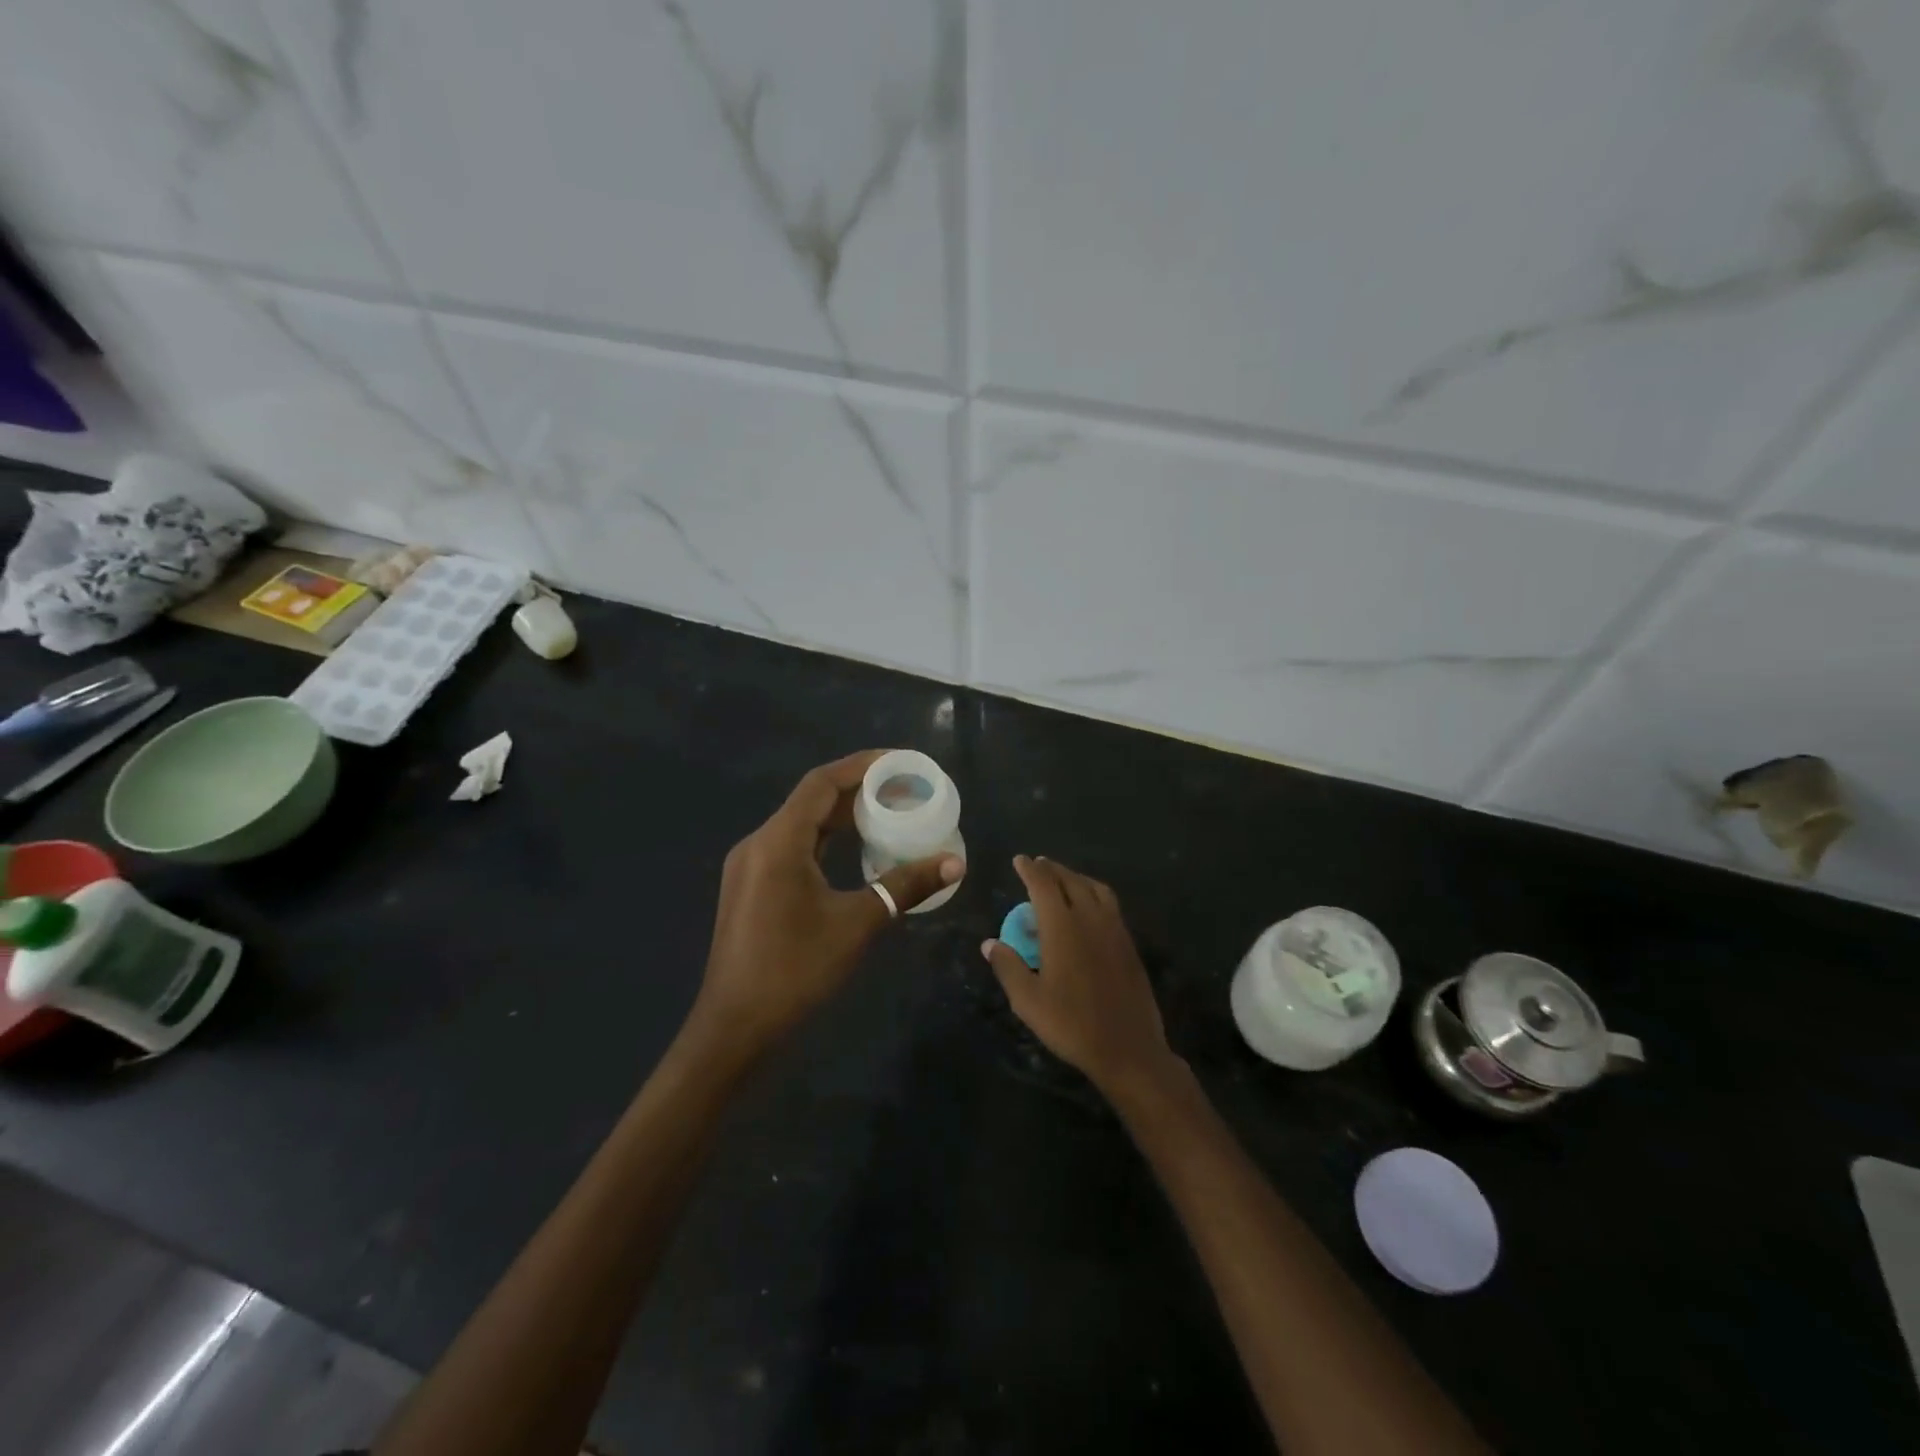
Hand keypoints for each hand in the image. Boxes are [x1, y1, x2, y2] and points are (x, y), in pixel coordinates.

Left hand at [694, 751, 963, 1055]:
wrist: (735, 1028)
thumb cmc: (795, 971)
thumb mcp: (857, 924)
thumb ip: (905, 886)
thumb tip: (955, 862)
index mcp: (778, 842)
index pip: (821, 783)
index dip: (861, 766)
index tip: (900, 762)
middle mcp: (759, 843)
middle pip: (811, 800)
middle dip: (857, 790)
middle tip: (903, 788)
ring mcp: (751, 866)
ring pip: (802, 825)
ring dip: (842, 816)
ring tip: (887, 812)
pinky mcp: (752, 887)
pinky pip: (793, 847)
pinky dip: (826, 840)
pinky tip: (855, 850)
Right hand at [982, 855, 1175, 1095]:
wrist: (1128, 1048)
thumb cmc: (1072, 1024)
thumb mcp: (1029, 1001)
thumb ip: (1008, 967)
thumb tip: (990, 943)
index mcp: (1063, 927)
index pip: (1044, 885)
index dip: (1030, 870)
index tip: (1019, 860)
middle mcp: (1090, 919)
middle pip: (1071, 881)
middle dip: (1052, 869)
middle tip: (1038, 865)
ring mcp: (1114, 930)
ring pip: (1095, 889)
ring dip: (1076, 878)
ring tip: (1063, 880)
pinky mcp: (1129, 944)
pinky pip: (1109, 904)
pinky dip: (1094, 893)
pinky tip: (1088, 908)